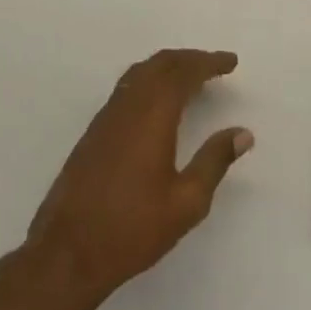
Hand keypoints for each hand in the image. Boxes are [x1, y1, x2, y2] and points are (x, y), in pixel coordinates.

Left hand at [23, 49, 252, 305]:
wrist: (68, 250)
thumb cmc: (132, 229)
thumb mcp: (186, 202)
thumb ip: (214, 161)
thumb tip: (242, 133)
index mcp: (152, 115)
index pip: (183, 73)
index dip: (208, 63)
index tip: (231, 61)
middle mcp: (128, 105)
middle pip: (160, 64)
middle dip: (190, 59)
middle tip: (215, 65)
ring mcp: (107, 116)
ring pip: (140, 73)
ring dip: (168, 67)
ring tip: (191, 77)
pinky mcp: (95, 130)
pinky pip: (127, 88)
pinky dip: (149, 80)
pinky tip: (158, 101)